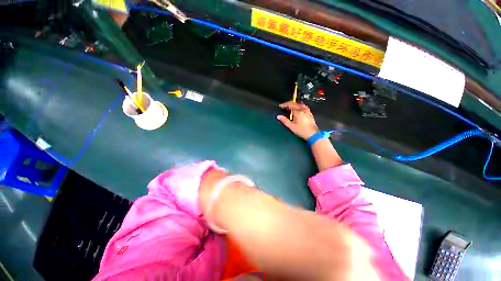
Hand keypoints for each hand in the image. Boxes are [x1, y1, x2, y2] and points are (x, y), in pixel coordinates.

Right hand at [277, 101, 318, 139]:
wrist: (312, 134)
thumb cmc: (301, 131)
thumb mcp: (291, 126)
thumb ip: (284, 120)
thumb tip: (278, 116)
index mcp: (298, 112)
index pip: (290, 105)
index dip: (284, 105)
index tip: (280, 106)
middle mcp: (303, 110)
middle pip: (295, 103)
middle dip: (288, 104)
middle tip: (284, 106)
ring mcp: (307, 111)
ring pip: (299, 104)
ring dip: (294, 104)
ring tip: (290, 107)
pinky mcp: (309, 113)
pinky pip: (303, 106)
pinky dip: (298, 105)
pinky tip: (297, 108)